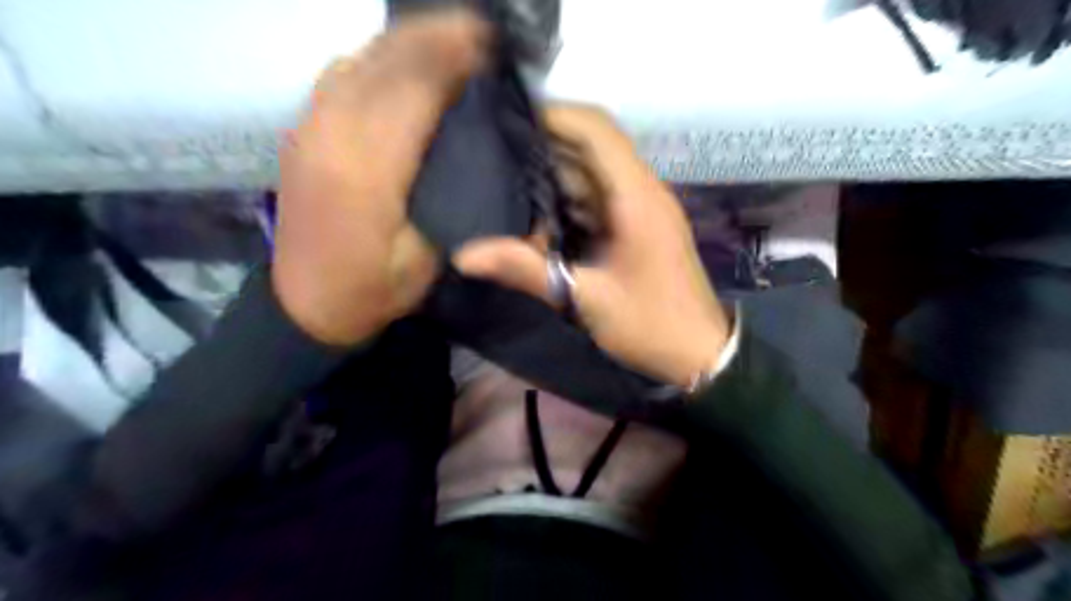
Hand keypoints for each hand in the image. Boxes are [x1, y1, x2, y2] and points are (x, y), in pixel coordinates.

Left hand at [274, 10, 488, 343]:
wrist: (307, 305)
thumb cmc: (375, 288)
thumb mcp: (426, 254)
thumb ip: (444, 194)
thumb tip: (469, 142)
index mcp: (367, 168)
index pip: (415, 89)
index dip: (455, 57)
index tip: (492, 42)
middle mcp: (332, 132)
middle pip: (386, 60)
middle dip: (436, 35)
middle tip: (480, 29)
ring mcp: (309, 126)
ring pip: (361, 58)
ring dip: (407, 41)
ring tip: (449, 39)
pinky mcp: (301, 131)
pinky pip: (340, 74)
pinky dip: (378, 58)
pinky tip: (402, 66)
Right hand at [452, 105, 726, 386]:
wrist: (700, 352)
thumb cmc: (651, 324)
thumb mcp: (586, 298)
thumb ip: (527, 271)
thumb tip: (465, 255)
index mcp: (636, 196)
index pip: (597, 129)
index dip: (554, 115)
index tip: (508, 119)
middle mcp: (641, 191)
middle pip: (592, 146)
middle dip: (545, 144)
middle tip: (493, 150)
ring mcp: (641, 208)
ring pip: (593, 173)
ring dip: (554, 174)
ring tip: (505, 176)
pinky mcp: (636, 226)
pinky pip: (597, 198)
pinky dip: (567, 199)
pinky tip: (536, 212)